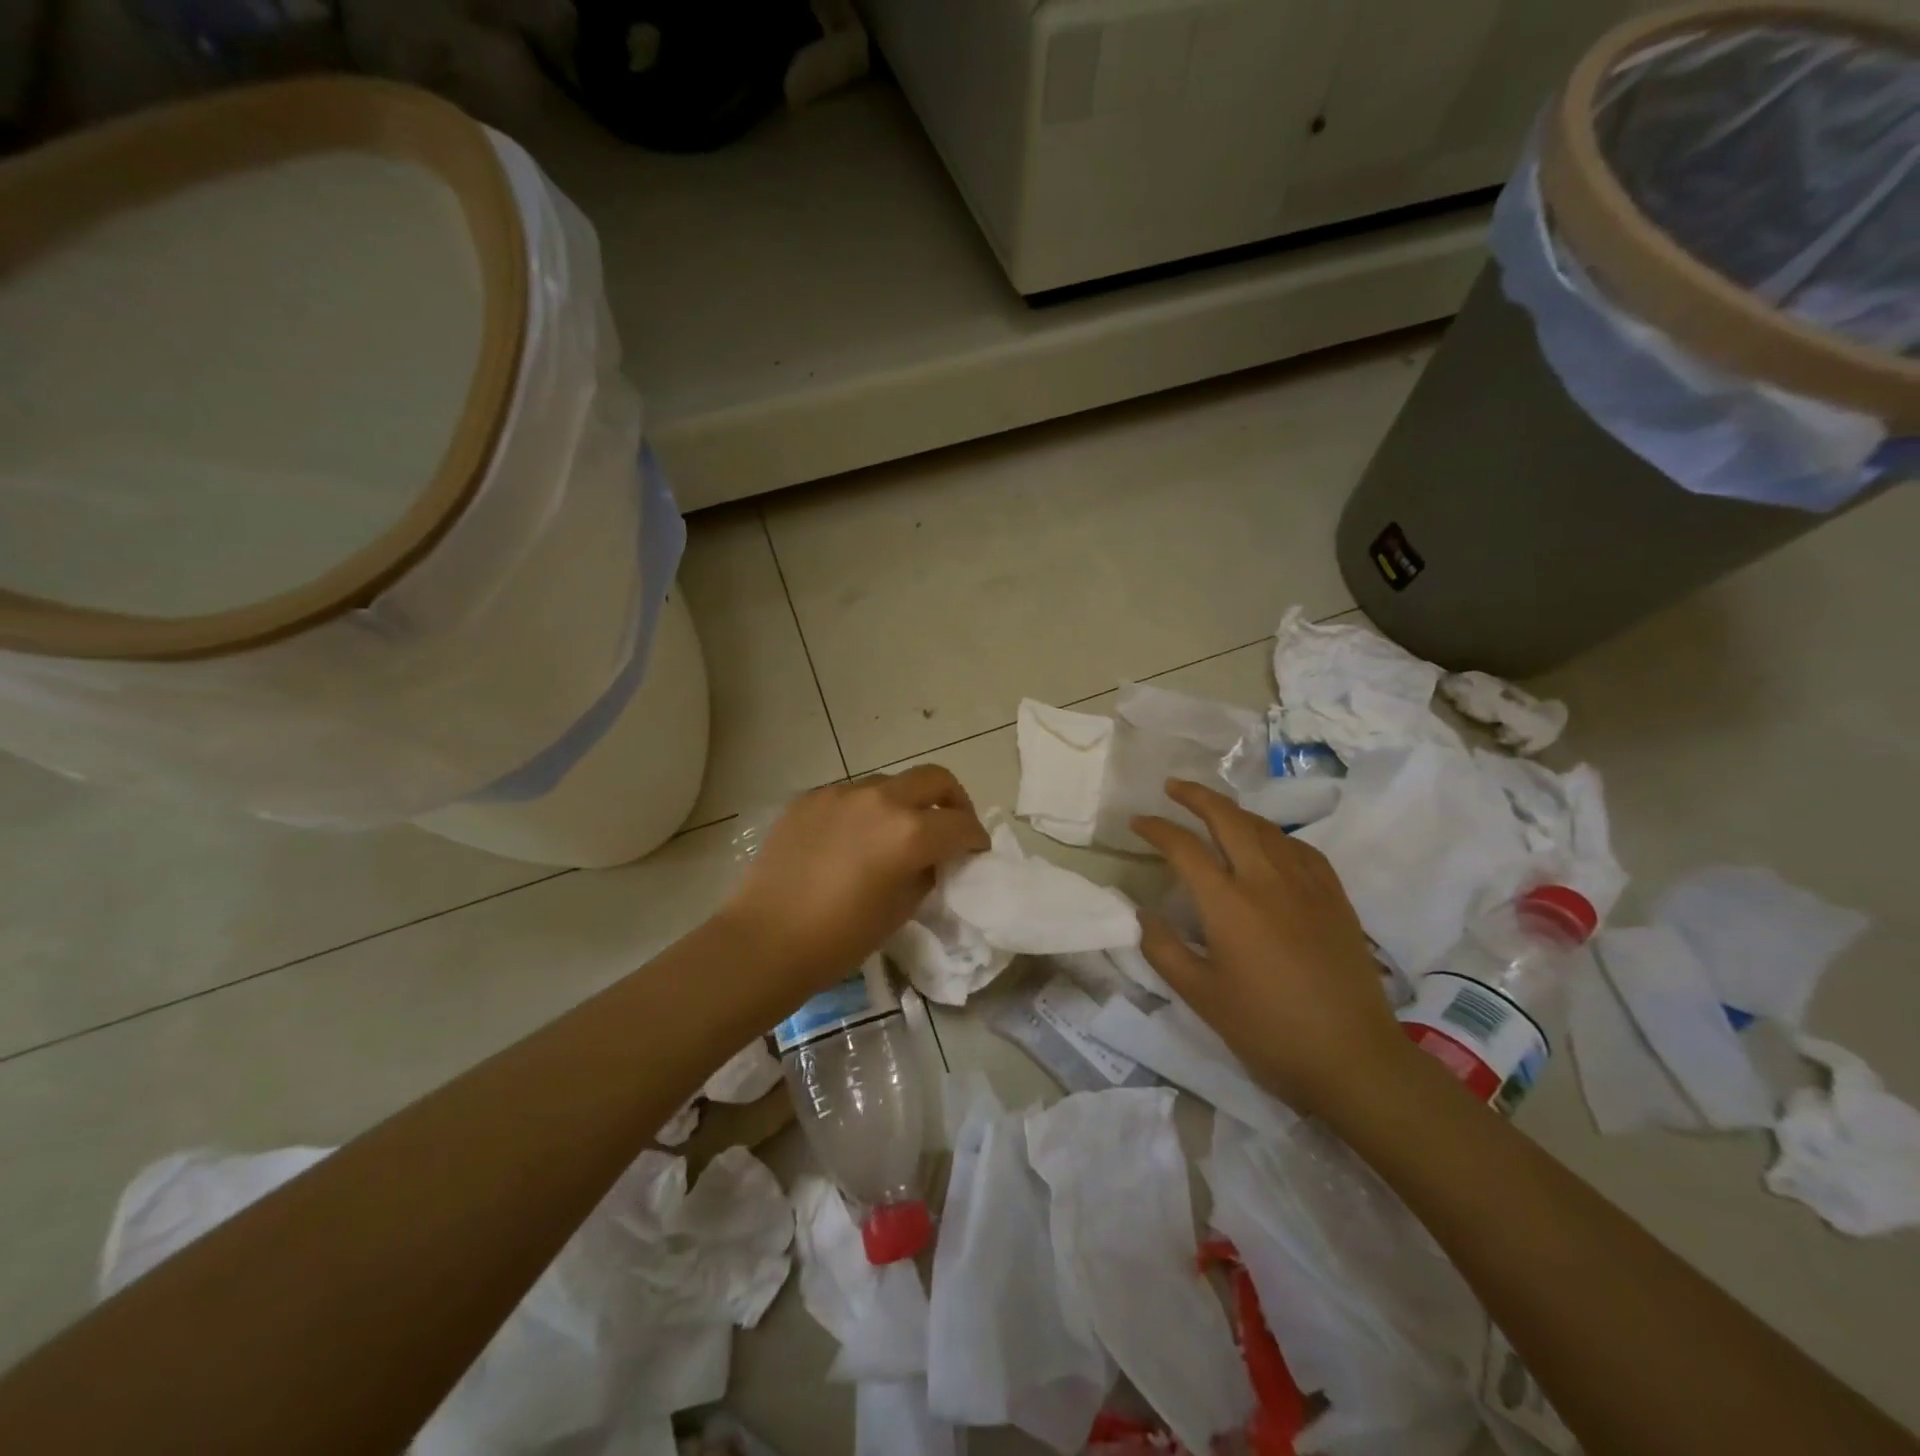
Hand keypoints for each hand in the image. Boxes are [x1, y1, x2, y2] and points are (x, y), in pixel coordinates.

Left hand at [724, 765, 989, 997]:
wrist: (764, 940)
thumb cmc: (839, 938)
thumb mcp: (900, 909)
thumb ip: (926, 872)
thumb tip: (934, 858)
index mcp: (909, 832)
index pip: (961, 824)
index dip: (976, 839)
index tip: (975, 852)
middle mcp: (880, 799)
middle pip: (935, 778)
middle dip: (953, 800)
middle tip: (950, 827)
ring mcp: (841, 793)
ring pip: (891, 783)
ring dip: (906, 802)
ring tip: (897, 834)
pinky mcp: (810, 797)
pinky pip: (852, 794)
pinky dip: (867, 810)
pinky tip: (854, 839)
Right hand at [1132, 780, 1416, 1116]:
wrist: (1352, 1057)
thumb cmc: (1268, 1029)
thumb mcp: (1201, 997)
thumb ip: (1164, 949)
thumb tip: (1142, 914)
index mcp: (1228, 904)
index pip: (1184, 848)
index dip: (1157, 828)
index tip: (1137, 822)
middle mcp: (1266, 880)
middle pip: (1228, 818)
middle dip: (1196, 796)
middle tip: (1173, 787)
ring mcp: (1306, 885)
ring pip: (1265, 828)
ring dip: (1233, 811)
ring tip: (1213, 810)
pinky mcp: (1334, 897)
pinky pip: (1300, 848)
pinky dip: (1273, 835)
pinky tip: (1268, 843)